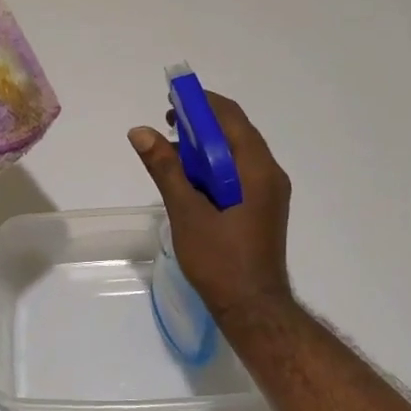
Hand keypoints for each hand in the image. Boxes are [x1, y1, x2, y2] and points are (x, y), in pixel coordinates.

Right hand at [128, 90, 294, 326]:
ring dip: (206, 146)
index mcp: (257, 169)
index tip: (172, 102)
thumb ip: (165, 169)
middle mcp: (270, 174)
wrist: (253, 308)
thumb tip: (141, 131)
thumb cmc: (220, 260)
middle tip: (168, 124)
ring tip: (172, 152)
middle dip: (202, 123)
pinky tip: (190, 178)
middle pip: (236, 132)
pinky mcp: (262, 207)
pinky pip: (239, 173)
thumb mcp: (187, 212)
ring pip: (236, 154)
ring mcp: (269, 192)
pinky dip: (214, 166)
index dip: (202, 103)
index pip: (231, 118)